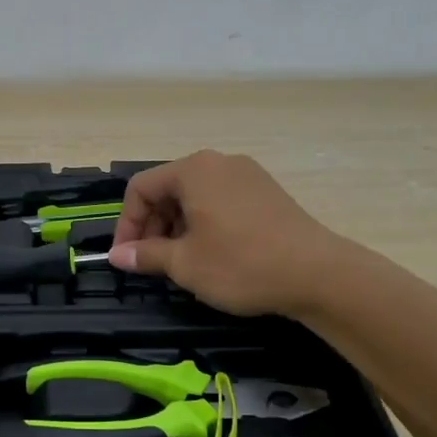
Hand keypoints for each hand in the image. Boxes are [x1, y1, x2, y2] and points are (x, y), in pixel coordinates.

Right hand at [107, 151, 353, 316]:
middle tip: (154, 263)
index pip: (141, 188)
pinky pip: (221, 201)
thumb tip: (118, 256)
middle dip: (153, 226)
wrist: (318, 274)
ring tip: (183, 262)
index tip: (127, 258)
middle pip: (169, 189)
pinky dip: (206, 223)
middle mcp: (219, 162)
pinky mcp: (267, 192)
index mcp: (193, 170)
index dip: (127, 224)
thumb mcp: (185, 264)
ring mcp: (247, 174)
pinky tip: (214, 254)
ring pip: (196, 196)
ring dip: (178, 227)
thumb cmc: (241, 264)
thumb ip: (146, 255)